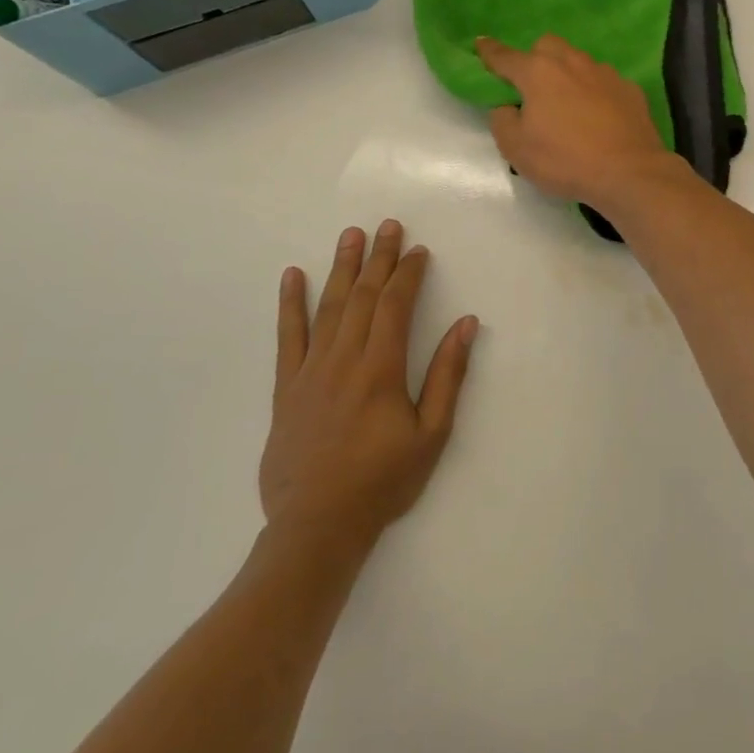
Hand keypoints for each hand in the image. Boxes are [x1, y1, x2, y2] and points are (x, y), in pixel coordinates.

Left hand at [259, 221, 477, 546]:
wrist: (316, 527)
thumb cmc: (382, 481)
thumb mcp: (431, 433)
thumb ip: (448, 375)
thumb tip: (467, 324)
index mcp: (381, 368)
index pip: (395, 305)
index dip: (408, 273)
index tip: (418, 250)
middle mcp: (344, 359)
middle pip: (363, 296)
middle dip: (378, 258)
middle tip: (387, 225)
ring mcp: (310, 371)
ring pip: (328, 307)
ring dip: (341, 267)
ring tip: (350, 235)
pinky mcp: (287, 387)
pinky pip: (288, 337)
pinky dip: (290, 304)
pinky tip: (292, 276)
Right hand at [477, 34, 681, 209]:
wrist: (629, 172)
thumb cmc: (565, 160)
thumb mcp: (516, 149)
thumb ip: (503, 120)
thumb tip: (508, 106)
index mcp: (538, 73)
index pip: (505, 56)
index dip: (489, 52)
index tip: (480, 44)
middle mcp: (572, 62)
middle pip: (547, 46)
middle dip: (535, 58)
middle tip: (532, 87)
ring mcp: (605, 73)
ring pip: (579, 61)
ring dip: (568, 75)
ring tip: (568, 104)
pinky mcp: (630, 89)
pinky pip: (605, 82)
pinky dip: (596, 93)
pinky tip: (599, 116)